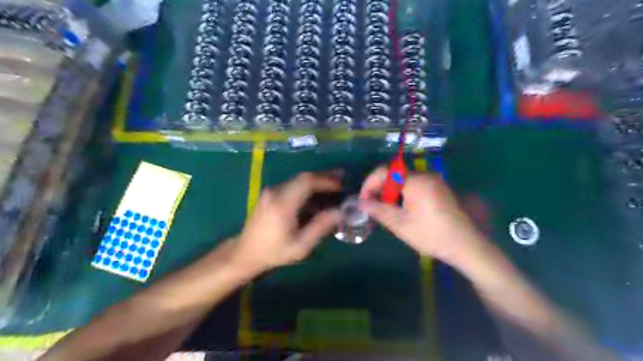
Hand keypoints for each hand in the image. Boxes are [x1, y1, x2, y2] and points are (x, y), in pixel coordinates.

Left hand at [230, 172, 341, 272]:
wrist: (246, 252)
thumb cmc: (274, 252)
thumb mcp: (301, 246)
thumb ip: (321, 227)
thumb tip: (341, 211)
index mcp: (283, 204)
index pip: (307, 182)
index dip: (326, 180)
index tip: (341, 184)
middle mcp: (275, 192)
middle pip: (304, 177)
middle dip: (324, 178)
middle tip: (342, 181)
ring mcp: (271, 191)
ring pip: (298, 180)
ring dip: (316, 183)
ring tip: (333, 189)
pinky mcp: (270, 194)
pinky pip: (292, 186)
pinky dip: (307, 189)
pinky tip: (316, 198)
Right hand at [359, 167, 484, 263]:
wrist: (465, 244)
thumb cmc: (430, 234)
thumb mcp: (399, 224)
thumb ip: (378, 210)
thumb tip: (361, 203)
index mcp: (415, 180)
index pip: (384, 171)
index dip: (369, 184)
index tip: (363, 200)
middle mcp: (425, 175)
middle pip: (394, 175)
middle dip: (380, 189)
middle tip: (374, 207)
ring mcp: (434, 181)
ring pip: (404, 180)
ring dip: (391, 192)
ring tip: (387, 210)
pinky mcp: (440, 188)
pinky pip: (415, 185)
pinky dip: (403, 193)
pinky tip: (403, 210)